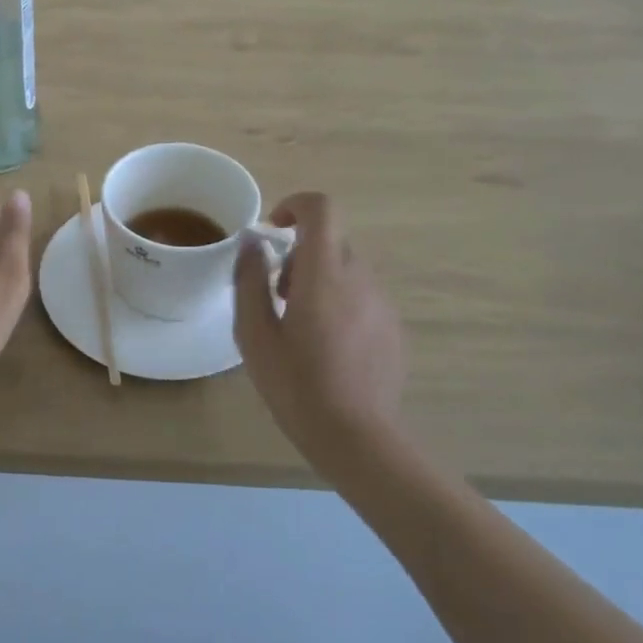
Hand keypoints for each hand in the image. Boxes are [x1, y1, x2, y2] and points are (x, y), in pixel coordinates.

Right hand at [233, 192, 407, 461]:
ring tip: (299, 326)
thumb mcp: (255, 334)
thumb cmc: (296, 385)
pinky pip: (362, 296)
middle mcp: (360, 278)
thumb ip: (249, 281)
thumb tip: (252, 245)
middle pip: (331, 241)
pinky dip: (339, 303)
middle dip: (299, 255)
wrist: (356, 436)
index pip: (321, 209)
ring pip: (346, 270)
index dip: (295, 206)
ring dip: (319, 280)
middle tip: (276, 296)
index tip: (274, 231)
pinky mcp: (393, 327)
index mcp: (325, 274)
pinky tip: (326, 348)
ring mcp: (382, 302)